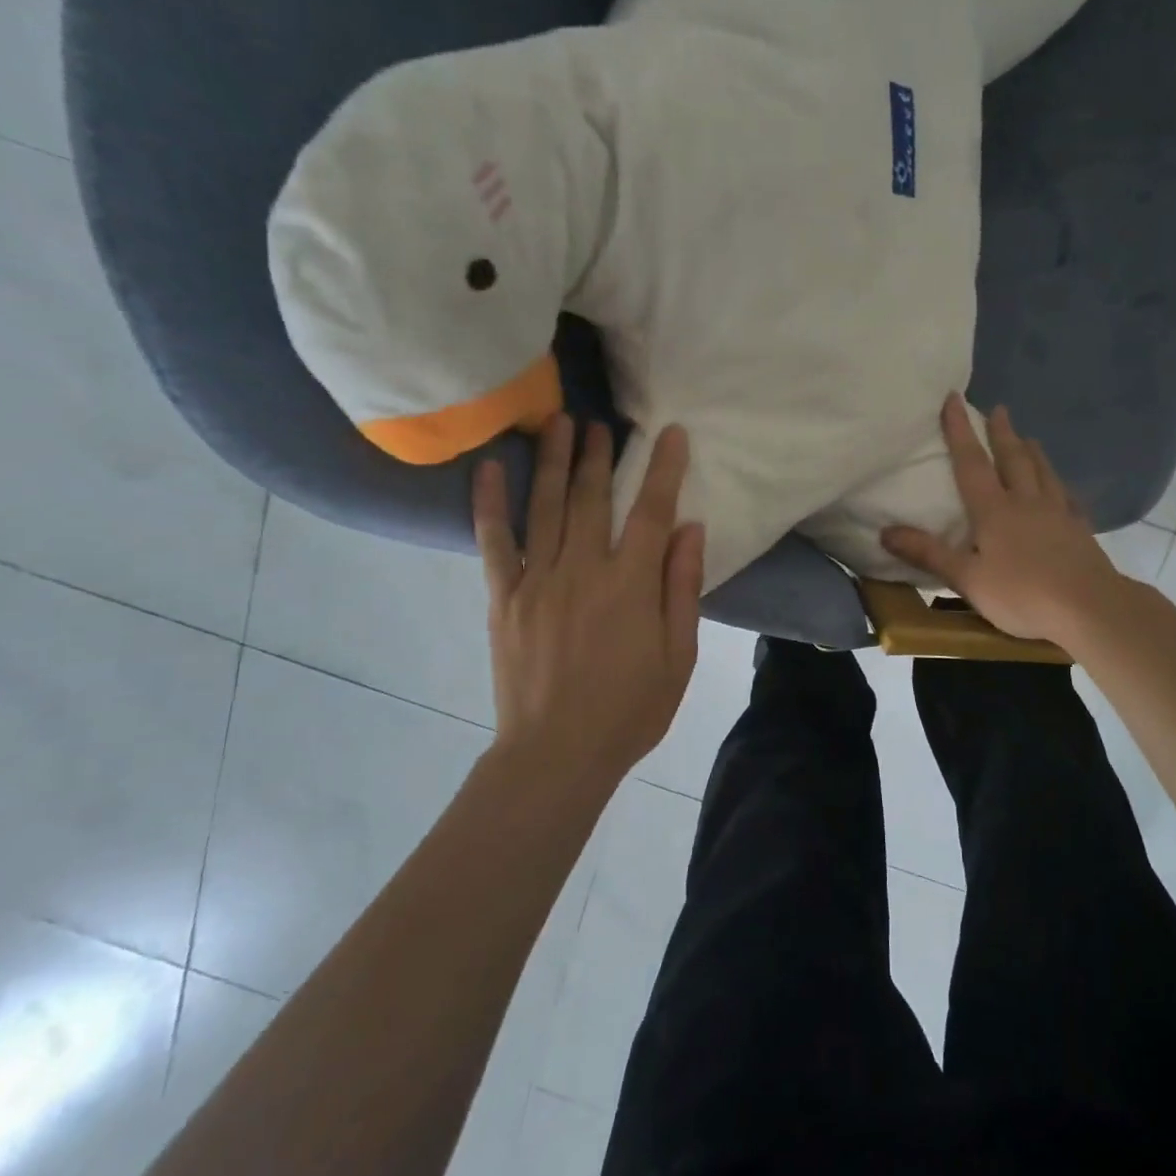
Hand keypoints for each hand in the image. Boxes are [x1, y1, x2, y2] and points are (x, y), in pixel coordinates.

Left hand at [473, 416, 704, 775]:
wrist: (556, 754)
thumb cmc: (630, 709)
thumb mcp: (679, 655)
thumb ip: (682, 587)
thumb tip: (690, 528)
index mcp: (630, 585)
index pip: (650, 511)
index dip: (662, 469)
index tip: (668, 433)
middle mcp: (582, 570)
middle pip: (591, 498)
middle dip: (598, 455)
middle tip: (600, 421)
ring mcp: (537, 581)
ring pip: (546, 507)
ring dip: (552, 461)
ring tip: (557, 423)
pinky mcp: (503, 598)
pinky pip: (494, 543)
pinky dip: (489, 504)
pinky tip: (486, 469)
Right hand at [881, 395, 1126, 646]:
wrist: (1089, 608)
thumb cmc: (1022, 594)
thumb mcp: (967, 579)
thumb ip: (928, 554)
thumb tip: (885, 532)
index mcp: (995, 510)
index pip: (972, 463)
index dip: (960, 430)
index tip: (954, 398)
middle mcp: (1026, 502)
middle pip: (1013, 459)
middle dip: (1002, 433)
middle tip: (999, 409)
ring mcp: (1058, 513)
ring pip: (1043, 472)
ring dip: (1032, 451)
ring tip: (1028, 437)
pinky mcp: (1080, 530)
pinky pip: (1068, 498)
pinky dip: (1060, 485)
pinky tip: (1062, 488)